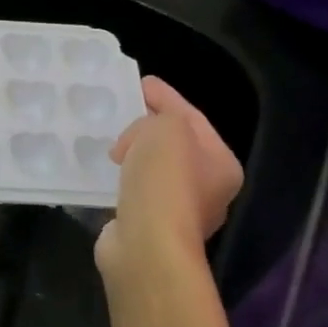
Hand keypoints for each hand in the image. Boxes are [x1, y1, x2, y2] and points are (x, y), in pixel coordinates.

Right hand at [96, 76, 242, 278]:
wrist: (146, 243)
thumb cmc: (164, 180)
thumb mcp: (166, 128)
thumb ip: (156, 117)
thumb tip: (135, 140)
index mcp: (222, 163)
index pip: (193, 117)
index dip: (166, 97)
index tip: (140, 83)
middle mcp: (208, 190)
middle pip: (176, 145)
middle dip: (149, 127)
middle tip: (123, 113)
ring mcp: (178, 213)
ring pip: (154, 170)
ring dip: (133, 155)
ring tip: (109, 143)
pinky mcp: (149, 227)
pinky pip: (135, 191)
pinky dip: (122, 179)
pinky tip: (105, 173)